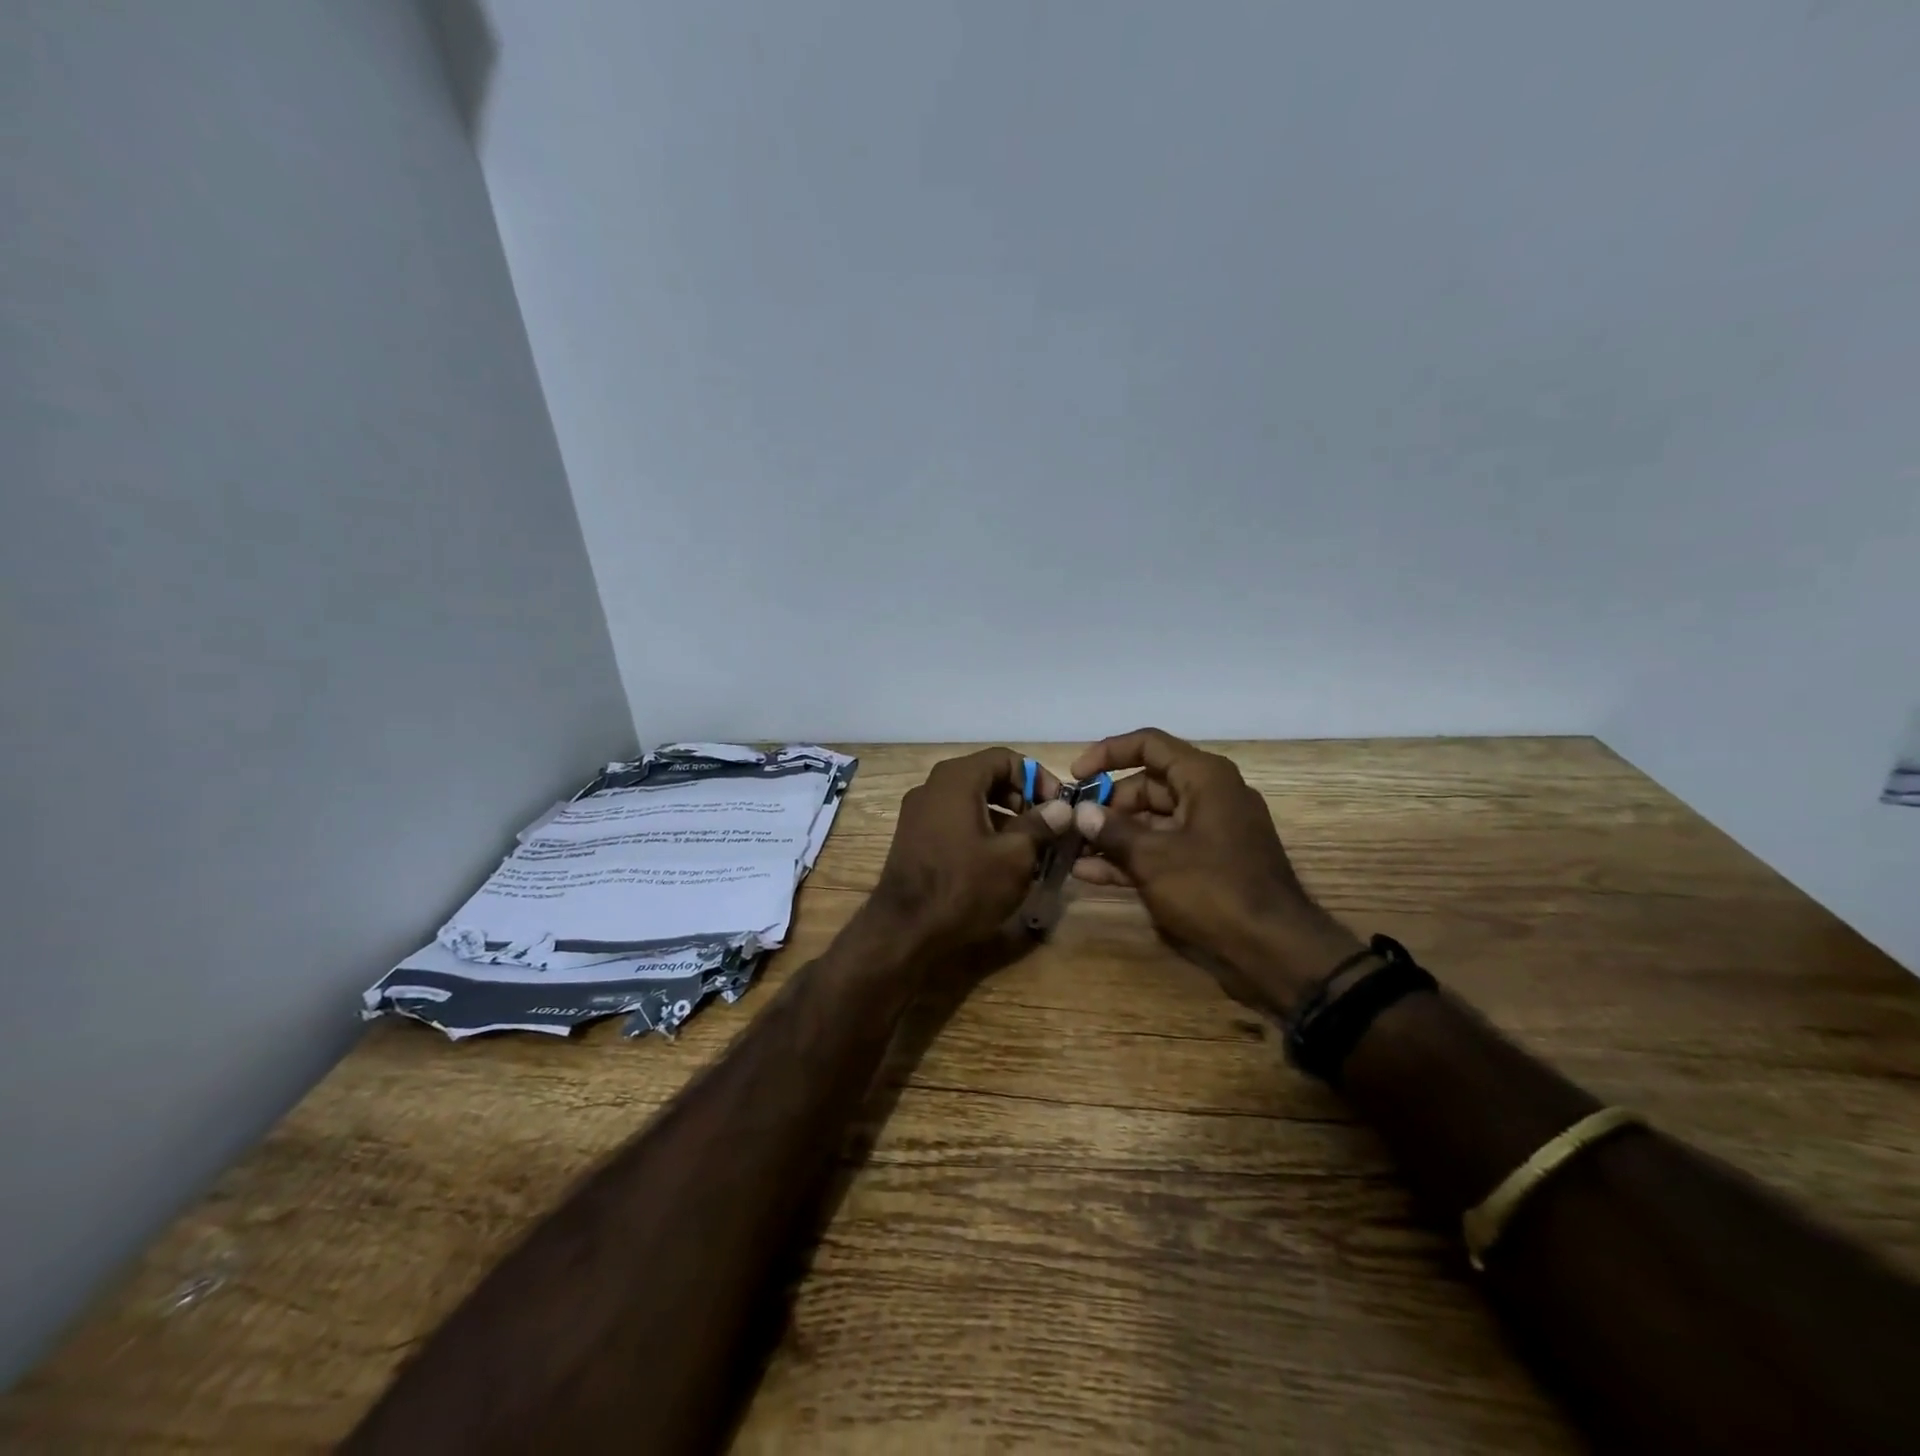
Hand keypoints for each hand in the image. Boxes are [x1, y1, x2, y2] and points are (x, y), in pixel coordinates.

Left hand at [866, 748, 1072, 956]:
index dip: (1038, 778)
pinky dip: (982, 831)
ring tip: (1030, 849)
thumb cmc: (965, 886)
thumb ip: (1041, 825)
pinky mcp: (914, 837)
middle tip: (1047, 828)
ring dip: (1005, 818)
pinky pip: (955, 821)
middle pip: (987, 777)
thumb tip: (1062, 808)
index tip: (1059, 806)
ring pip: (972, 801)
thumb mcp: (1014, 856)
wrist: (905, 931)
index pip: (1006, 759)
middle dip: (1022, 799)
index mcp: (956, 779)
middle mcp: (932, 786)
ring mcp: (919, 812)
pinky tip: (1000, 862)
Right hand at [1068, 728, 1361, 1013]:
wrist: (1274, 950)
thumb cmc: (1213, 890)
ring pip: (1151, 820)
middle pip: (1147, 784)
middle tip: (1071, 823)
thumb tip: (1081, 813)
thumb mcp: (1154, 858)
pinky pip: (1162, 848)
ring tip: (1072, 849)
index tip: (1076, 775)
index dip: (1107, 753)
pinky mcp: (1207, 864)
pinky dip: (1131, 857)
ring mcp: (1209, 832)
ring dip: (1113, 834)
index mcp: (1204, 778)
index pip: (1149, 745)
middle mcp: (1209, 795)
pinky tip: (1091, 873)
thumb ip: (1113, 831)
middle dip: (1107, 803)